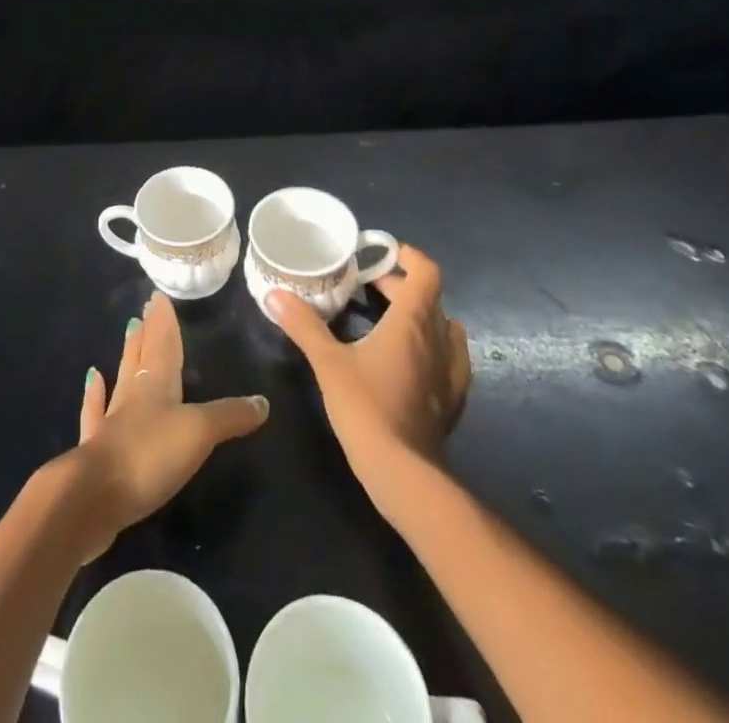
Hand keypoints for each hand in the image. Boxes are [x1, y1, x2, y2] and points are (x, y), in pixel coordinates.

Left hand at [63, 291, 269, 559]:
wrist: (93, 498)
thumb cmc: (150, 455)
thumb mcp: (199, 432)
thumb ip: (230, 415)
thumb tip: (263, 402)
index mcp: (156, 384)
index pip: (164, 344)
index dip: (164, 322)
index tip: (158, 297)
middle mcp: (133, 395)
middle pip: (142, 356)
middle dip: (148, 332)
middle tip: (144, 309)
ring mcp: (111, 421)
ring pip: (122, 379)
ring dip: (127, 355)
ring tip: (129, 331)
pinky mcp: (97, 451)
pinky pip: (96, 413)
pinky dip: (94, 395)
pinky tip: (92, 378)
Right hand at [267, 244, 471, 499]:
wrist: (404, 474)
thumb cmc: (366, 408)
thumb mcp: (328, 362)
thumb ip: (304, 325)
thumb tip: (275, 294)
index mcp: (413, 321)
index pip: (426, 272)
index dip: (407, 256)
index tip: (381, 254)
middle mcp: (439, 338)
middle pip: (428, 296)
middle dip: (399, 285)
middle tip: (366, 286)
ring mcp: (451, 370)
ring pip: (442, 325)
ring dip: (419, 314)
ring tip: (388, 319)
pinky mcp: (453, 398)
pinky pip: (449, 356)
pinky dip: (431, 345)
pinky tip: (409, 359)